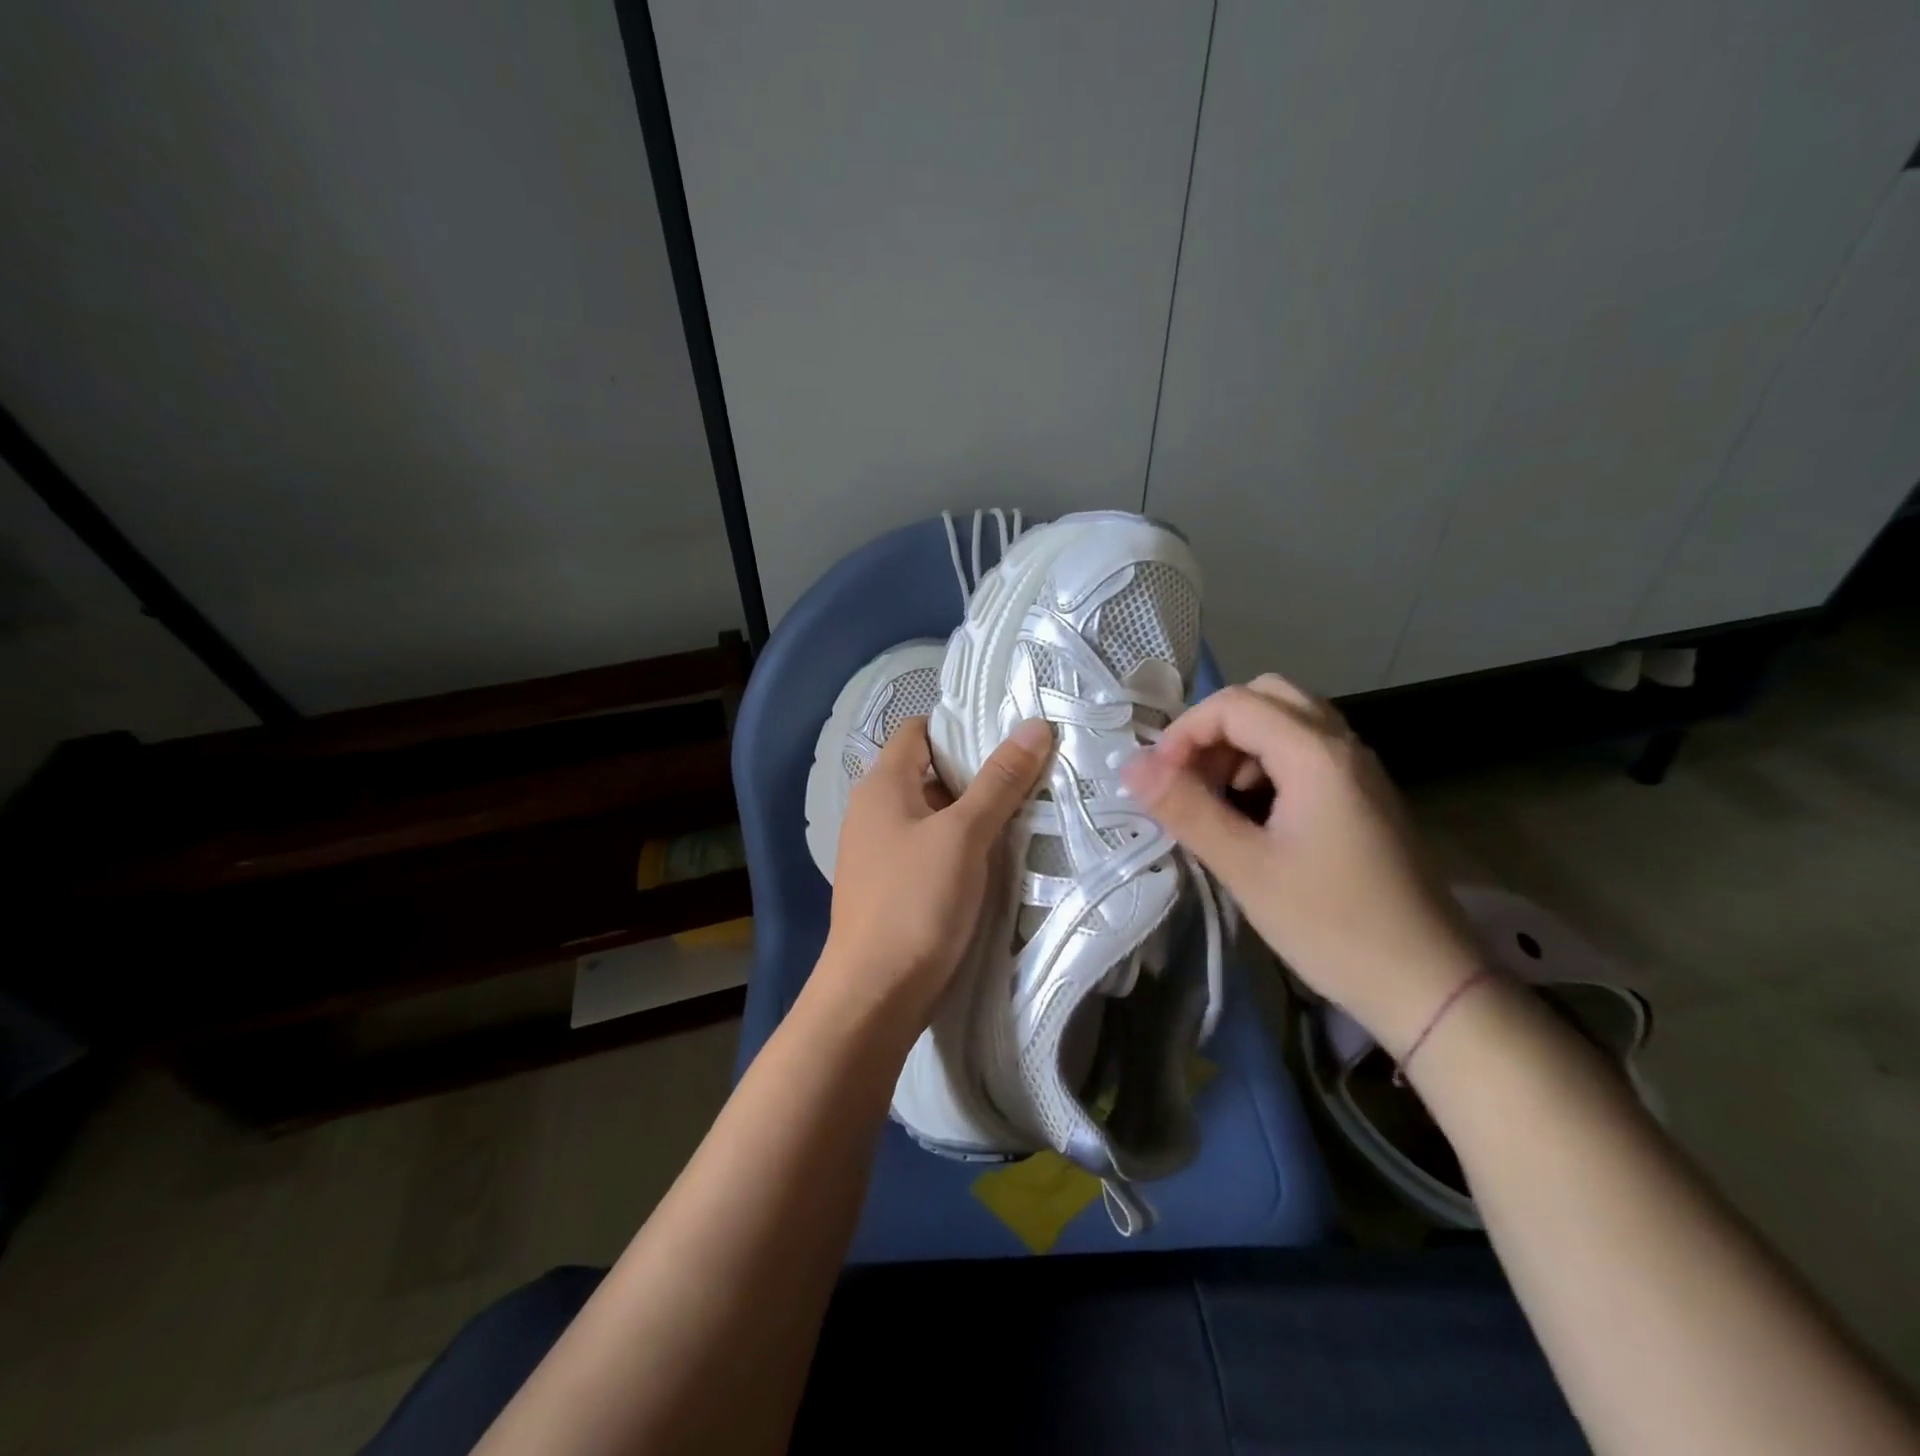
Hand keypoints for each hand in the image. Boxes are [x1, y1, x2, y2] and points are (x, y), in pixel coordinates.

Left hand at [817, 715, 1052, 1034]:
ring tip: (1025, 810)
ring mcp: (879, 850)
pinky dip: (960, 844)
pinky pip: (930, 848)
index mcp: (882, 785)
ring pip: (933, 813)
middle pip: (929, 771)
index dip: (960, 726)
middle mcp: (874, 810)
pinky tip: (996, 856)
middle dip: (977, 771)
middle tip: (1030, 772)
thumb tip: (1035, 726)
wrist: (874, 995)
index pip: (918, 731)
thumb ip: (1000, 781)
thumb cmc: (915, 902)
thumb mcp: (964, 835)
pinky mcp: (892, 885)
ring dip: (973, 811)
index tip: (1009, 733)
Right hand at [1120, 675, 1479, 1054]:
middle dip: (1215, 729)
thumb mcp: (1246, 867)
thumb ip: (1186, 809)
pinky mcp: (1365, 798)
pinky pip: (1308, 753)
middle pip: (1267, 697)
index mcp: (1316, 755)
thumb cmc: (1332, 925)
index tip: (1157, 780)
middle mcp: (1343, 747)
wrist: (1429, 985)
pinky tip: (1254, 816)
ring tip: (1216, 801)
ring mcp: (1359, 771)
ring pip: (1290, 723)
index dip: (1185, 732)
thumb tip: (1130, 766)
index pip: (1235, 705)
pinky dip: (1268, 765)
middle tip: (1188, 778)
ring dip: (1241, 746)